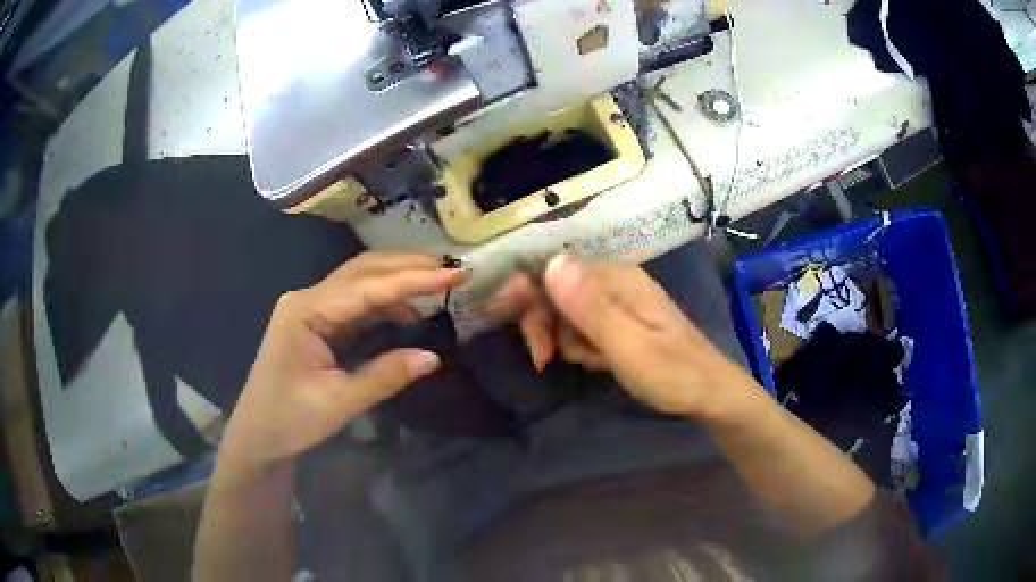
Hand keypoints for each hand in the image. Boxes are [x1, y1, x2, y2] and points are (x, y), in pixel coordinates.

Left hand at [219, 252, 465, 472]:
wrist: (258, 436)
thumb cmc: (289, 420)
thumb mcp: (339, 402)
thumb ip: (385, 376)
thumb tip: (433, 357)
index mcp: (305, 311)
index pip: (366, 287)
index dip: (412, 279)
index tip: (453, 274)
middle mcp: (307, 298)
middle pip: (362, 271)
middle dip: (408, 267)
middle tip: (453, 269)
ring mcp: (311, 308)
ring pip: (360, 281)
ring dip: (398, 279)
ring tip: (439, 282)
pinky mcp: (317, 322)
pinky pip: (355, 302)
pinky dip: (385, 302)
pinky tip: (408, 311)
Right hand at [487, 255, 751, 416]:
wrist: (710, 395)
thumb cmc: (673, 374)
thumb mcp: (629, 346)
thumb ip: (590, 307)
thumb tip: (551, 262)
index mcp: (618, 279)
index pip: (555, 269)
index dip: (525, 291)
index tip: (501, 317)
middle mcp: (616, 283)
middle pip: (558, 289)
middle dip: (543, 322)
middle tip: (543, 359)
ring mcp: (619, 303)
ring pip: (568, 311)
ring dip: (563, 338)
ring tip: (583, 363)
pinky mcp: (622, 322)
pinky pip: (585, 327)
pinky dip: (581, 345)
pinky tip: (595, 362)